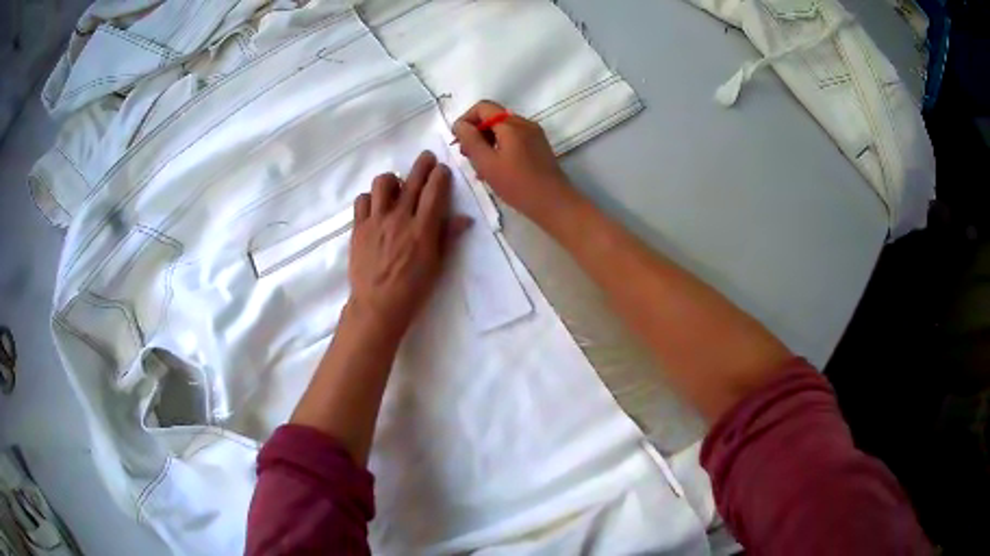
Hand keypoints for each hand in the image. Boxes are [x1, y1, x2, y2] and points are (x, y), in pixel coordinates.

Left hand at [347, 151, 471, 337]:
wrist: (378, 305)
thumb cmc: (413, 289)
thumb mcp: (437, 264)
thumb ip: (447, 237)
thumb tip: (465, 218)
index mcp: (423, 229)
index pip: (434, 191)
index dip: (440, 175)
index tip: (442, 169)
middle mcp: (400, 218)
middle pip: (412, 180)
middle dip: (422, 164)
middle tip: (426, 158)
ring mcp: (376, 221)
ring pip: (383, 183)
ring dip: (393, 179)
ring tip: (396, 185)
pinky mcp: (358, 227)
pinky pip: (362, 200)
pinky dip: (370, 198)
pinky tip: (375, 206)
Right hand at [452, 100, 570, 220]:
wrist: (554, 203)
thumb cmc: (517, 184)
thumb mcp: (487, 163)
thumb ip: (470, 140)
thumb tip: (459, 124)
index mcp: (511, 124)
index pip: (483, 107)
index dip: (466, 119)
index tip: (458, 140)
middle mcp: (524, 123)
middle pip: (494, 117)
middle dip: (476, 132)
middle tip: (466, 155)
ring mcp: (534, 134)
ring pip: (503, 129)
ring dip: (487, 141)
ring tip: (479, 165)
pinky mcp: (539, 146)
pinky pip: (514, 139)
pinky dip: (500, 147)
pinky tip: (495, 168)